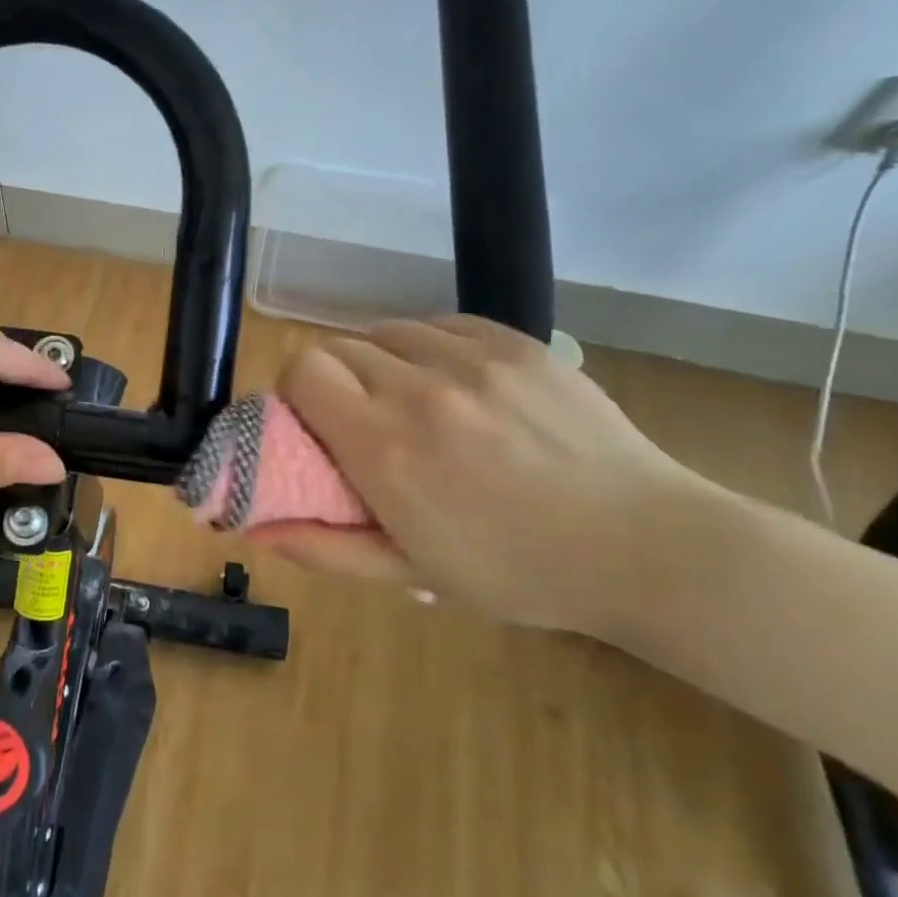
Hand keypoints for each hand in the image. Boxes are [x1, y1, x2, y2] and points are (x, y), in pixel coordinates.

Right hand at [257, 315, 715, 635]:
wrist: (643, 546)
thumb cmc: (517, 571)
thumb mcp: (411, 573)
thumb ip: (323, 547)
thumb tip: (254, 529)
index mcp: (385, 448)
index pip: (302, 369)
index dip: (296, 391)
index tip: (313, 423)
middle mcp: (420, 390)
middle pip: (337, 346)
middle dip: (334, 381)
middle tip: (363, 422)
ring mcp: (473, 359)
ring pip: (386, 329)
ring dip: (380, 361)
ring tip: (411, 401)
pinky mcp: (516, 342)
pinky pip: (441, 323)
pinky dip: (428, 346)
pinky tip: (454, 383)